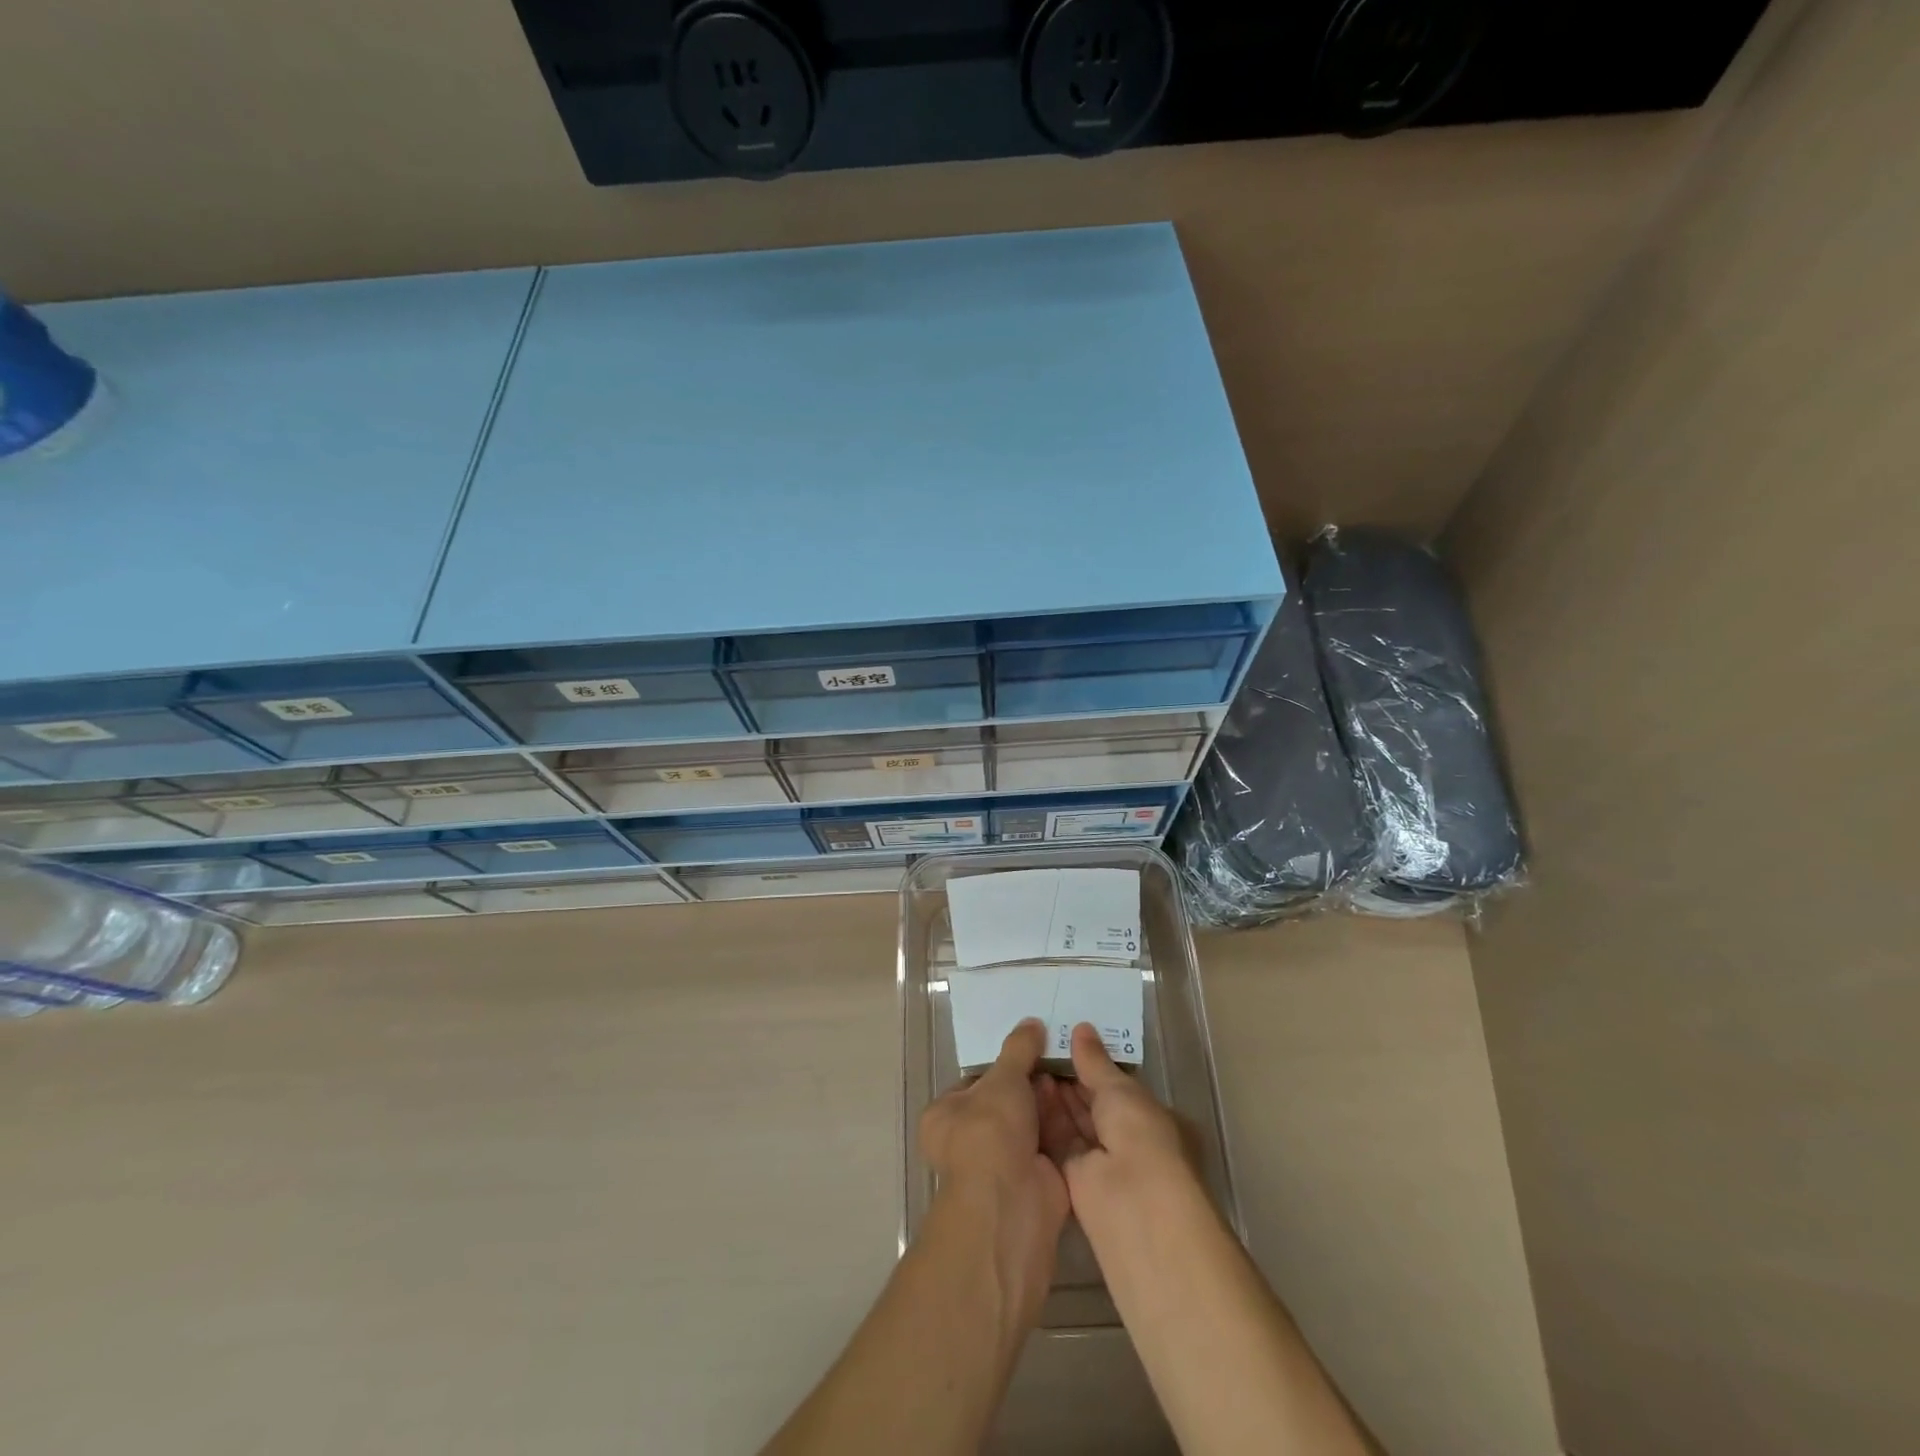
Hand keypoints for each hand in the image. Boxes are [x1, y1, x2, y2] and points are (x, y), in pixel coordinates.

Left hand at [918, 1019, 1070, 1312]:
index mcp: (946, 1116)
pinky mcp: (1034, 1180)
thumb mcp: (1003, 1079)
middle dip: (1032, 1082)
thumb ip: (1018, 1049)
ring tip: (1074, 1067)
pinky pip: (1051, 1143)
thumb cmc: (990, 1133)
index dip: (1003, 1064)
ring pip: (1031, 1122)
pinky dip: (1064, 1124)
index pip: (975, 1081)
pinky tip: (1084, 1096)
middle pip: (1007, 1101)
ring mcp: (1003, 1163)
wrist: (1012, 1203)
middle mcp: (969, 1140)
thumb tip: (1032, 1022)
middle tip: (1058, 1053)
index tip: (1031, 1046)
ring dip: (1050, 1100)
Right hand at [1037, 1023, 1196, 1219]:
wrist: (1133, 1203)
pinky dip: (1043, 1119)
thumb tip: (1081, 1028)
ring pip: (1072, 1121)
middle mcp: (1125, 1138)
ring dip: (1053, 1096)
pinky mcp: (1074, 1178)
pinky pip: (1057, 1141)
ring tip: (1028, 1063)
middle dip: (1069, 1079)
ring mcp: (1100, 1160)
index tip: (1064, 1041)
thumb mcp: (1119, 1089)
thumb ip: (1095, 1061)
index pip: (1115, 1085)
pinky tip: (1024, 1092)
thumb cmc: (1140, 1135)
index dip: (1091, 1064)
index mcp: (1146, 1116)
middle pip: (1092, 1103)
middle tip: (1039, 1048)